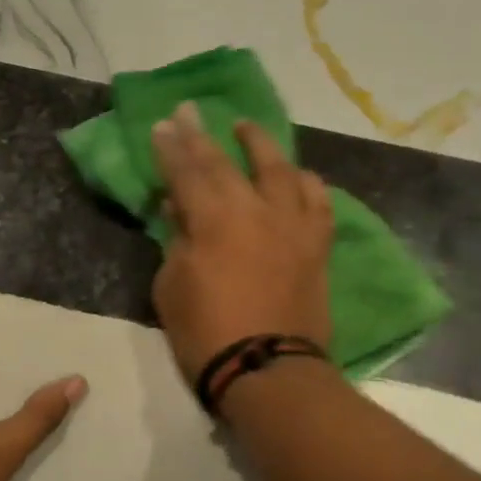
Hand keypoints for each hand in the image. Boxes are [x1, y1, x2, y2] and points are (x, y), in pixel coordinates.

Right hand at [150, 102, 334, 382]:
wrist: (267, 371)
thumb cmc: (206, 333)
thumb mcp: (171, 287)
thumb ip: (176, 241)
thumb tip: (180, 210)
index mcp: (213, 220)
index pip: (186, 172)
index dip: (171, 147)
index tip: (162, 124)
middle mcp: (255, 210)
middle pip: (226, 162)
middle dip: (203, 135)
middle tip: (190, 109)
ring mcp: (292, 225)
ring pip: (280, 170)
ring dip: (260, 145)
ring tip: (247, 129)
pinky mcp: (316, 246)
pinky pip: (318, 203)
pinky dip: (307, 184)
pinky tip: (300, 176)